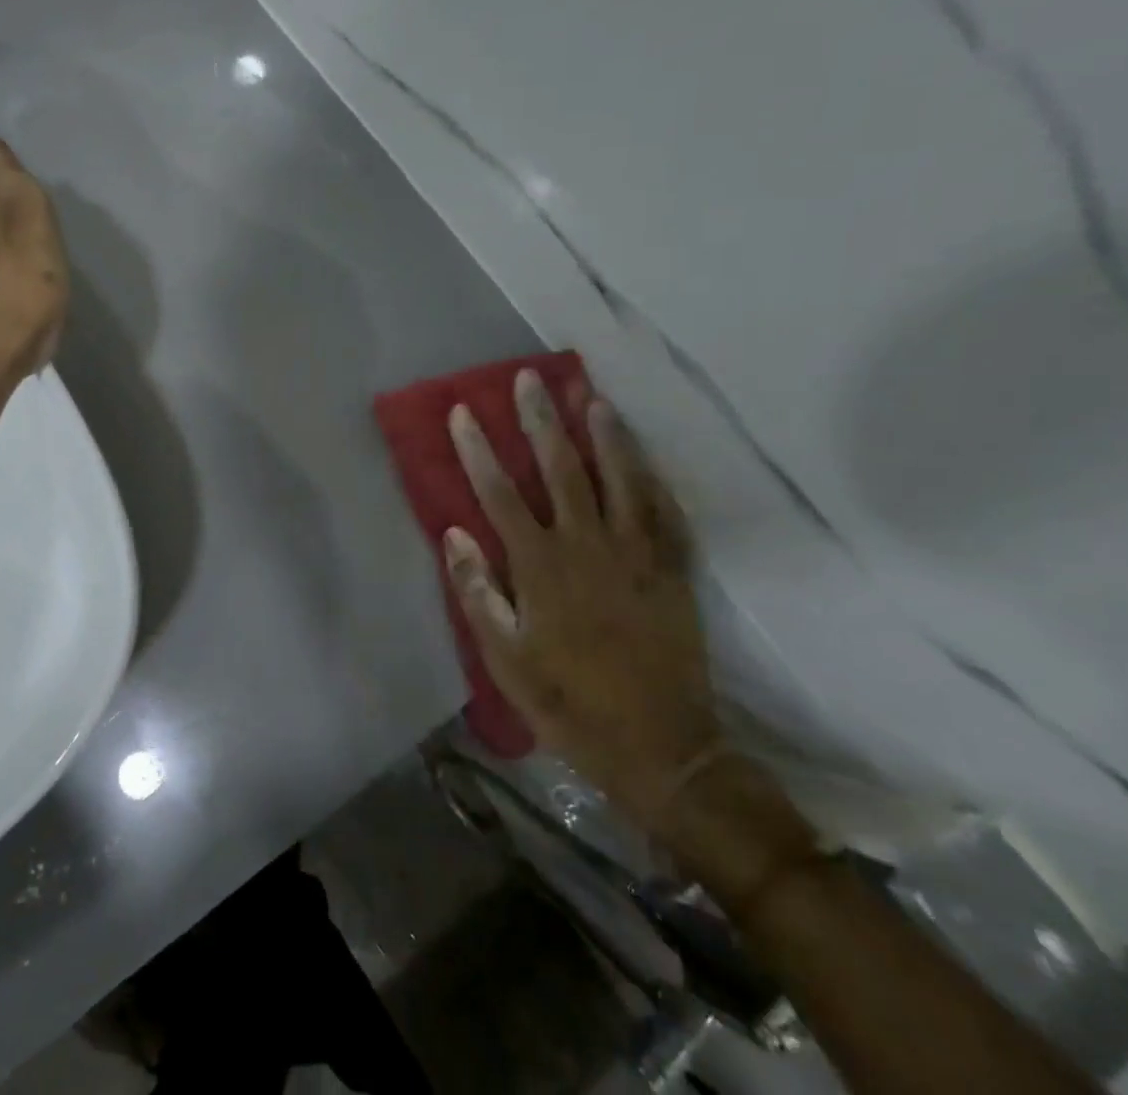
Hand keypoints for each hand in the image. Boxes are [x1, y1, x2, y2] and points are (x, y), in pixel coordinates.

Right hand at [444, 370, 716, 835]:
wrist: (660, 748)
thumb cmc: (568, 703)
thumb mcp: (506, 659)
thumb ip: (479, 592)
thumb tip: (454, 533)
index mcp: (542, 567)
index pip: (501, 494)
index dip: (479, 450)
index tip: (463, 412)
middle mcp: (588, 547)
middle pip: (561, 470)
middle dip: (541, 421)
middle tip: (529, 379)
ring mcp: (638, 556)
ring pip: (620, 480)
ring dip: (604, 435)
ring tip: (590, 397)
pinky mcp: (673, 572)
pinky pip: (665, 513)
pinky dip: (653, 479)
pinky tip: (644, 455)